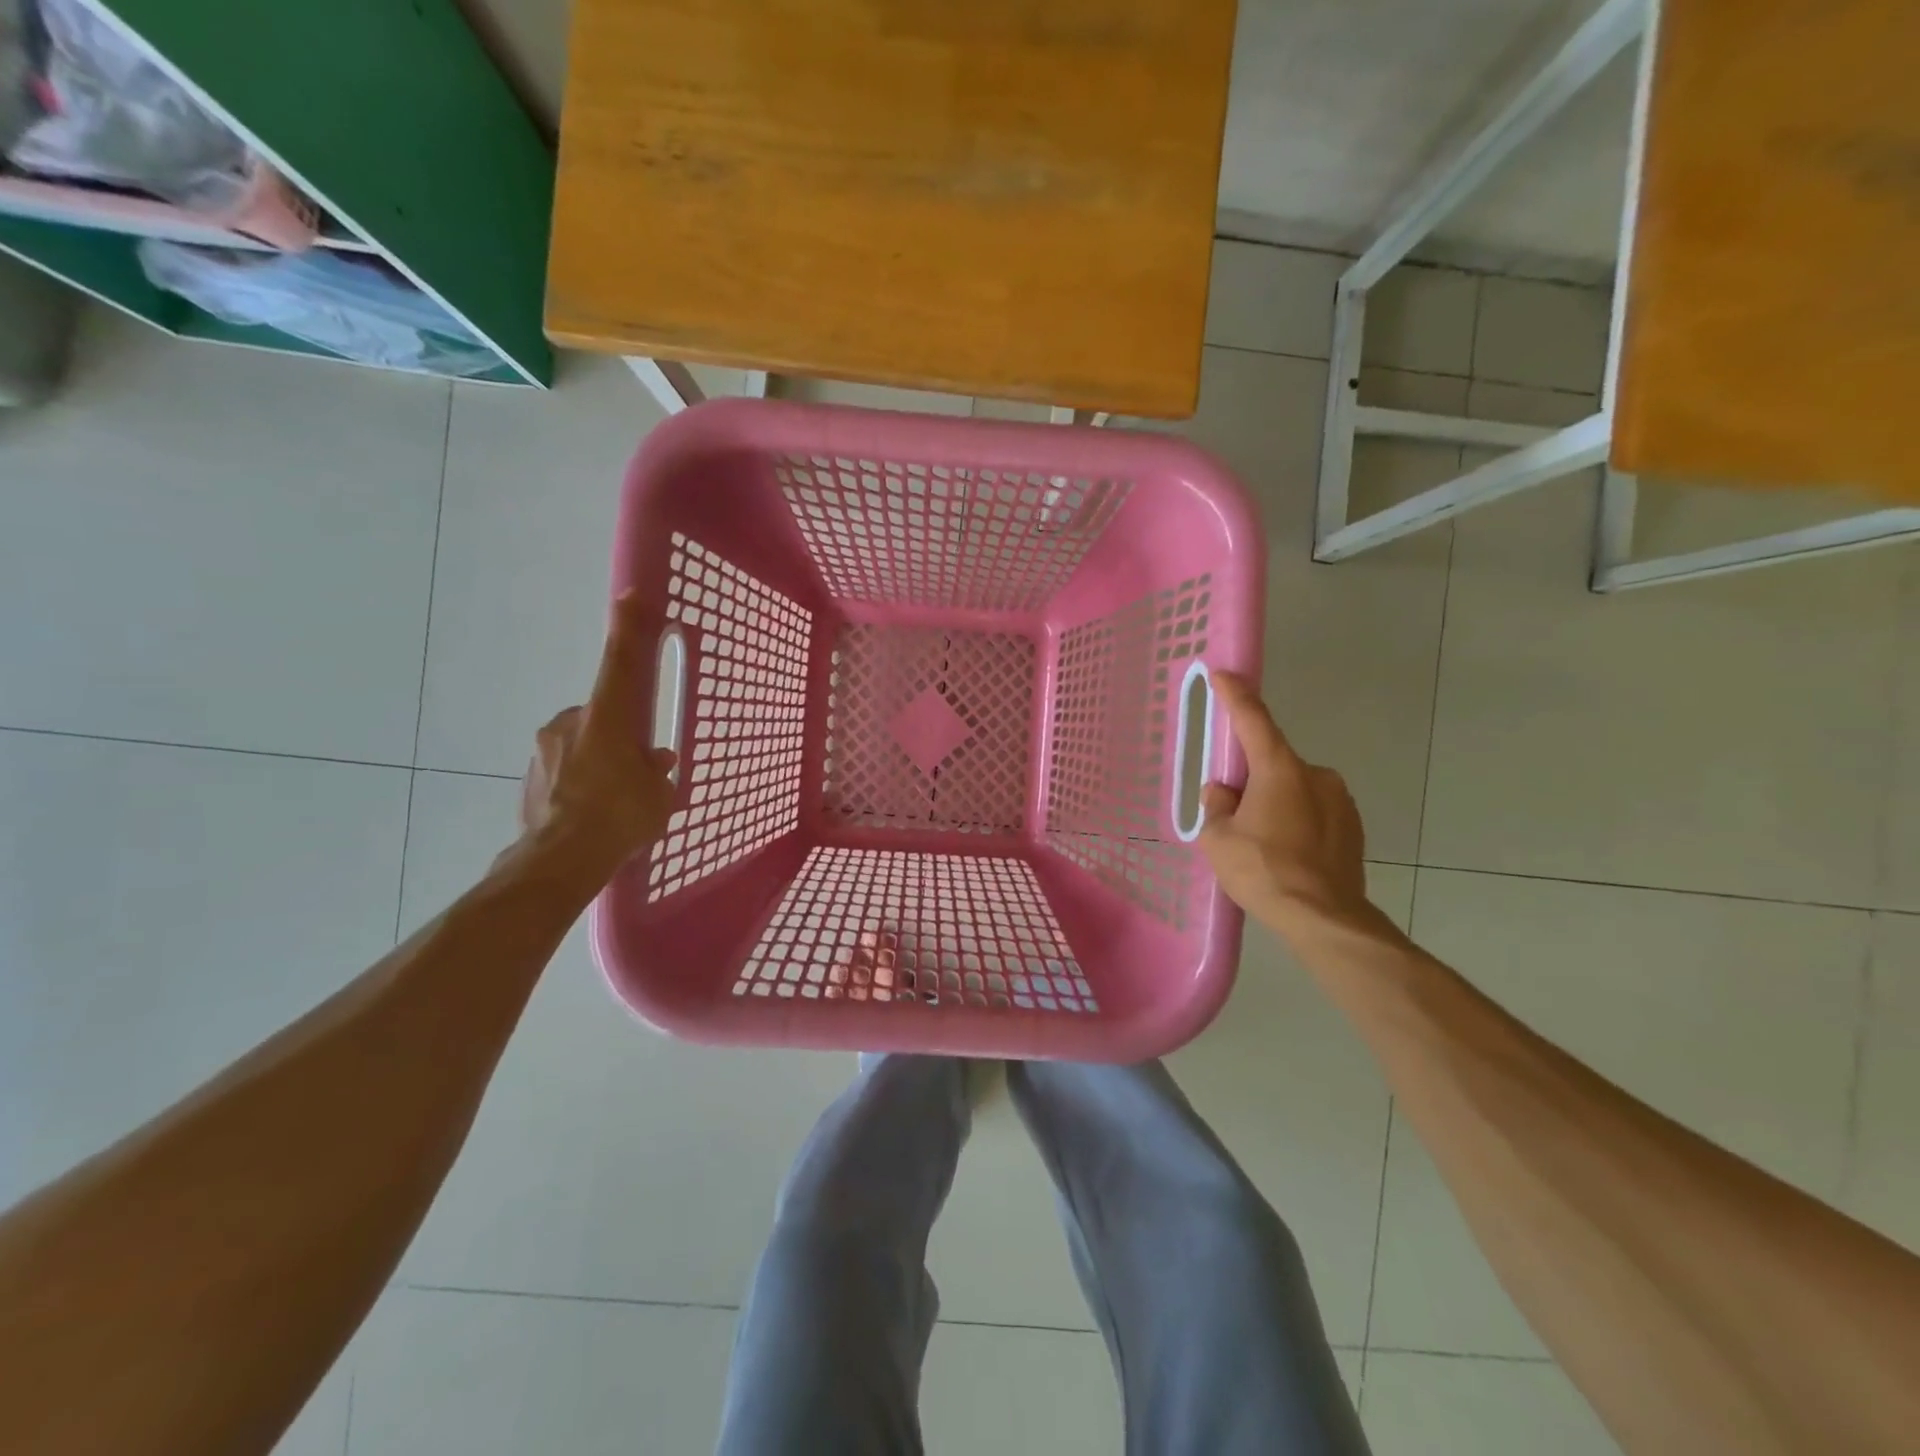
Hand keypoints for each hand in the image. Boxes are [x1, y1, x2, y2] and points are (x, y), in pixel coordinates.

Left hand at [516, 592, 677, 876]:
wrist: (559, 861)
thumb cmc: (620, 817)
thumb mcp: (658, 794)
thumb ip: (656, 771)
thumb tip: (655, 761)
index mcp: (607, 718)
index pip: (620, 663)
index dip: (628, 628)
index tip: (630, 596)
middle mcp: (570, 723)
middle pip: (601, 715)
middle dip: (619, 734)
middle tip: (637, 767)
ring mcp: (543, 750)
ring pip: (581, 744)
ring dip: (598, 761)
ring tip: (614, 801)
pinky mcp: (529, 778)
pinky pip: (564, 770)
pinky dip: (579, 782)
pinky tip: (592, 813)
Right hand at [1199, 671, 1373, 933]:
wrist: (1324, 918)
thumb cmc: (1263, 871)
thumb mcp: (1218, 839)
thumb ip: (1216, 806)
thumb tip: (1222, 793)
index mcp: (1279, 770)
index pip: (1253, 720)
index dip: (1236, 695)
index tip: (1224, 673)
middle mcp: (1315, 775)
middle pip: (1273, 763)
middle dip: (1250, 780)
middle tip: (1232, 813)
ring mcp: (1340, 801)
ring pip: (1294, 790)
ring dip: (1275, 803)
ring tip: (1262, 844)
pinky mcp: (1353, 827)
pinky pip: (1314, 812)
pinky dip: (1297, 822)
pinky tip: (1287, 855)